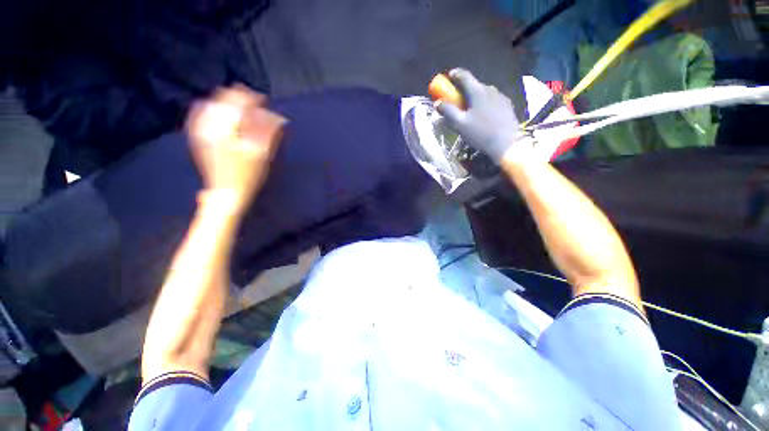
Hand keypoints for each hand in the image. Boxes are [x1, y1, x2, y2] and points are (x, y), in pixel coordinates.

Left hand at [186, 85, 286, 213]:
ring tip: (239, 103)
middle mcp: (210, 126)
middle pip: (223, 101)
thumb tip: (276, 117)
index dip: (251, 98)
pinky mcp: (199, 138)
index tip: (262, 97)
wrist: (226, 193)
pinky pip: (199, 116)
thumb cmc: (248, 176)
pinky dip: (210, 109)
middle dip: (238, 97)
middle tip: (253, 101)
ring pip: (211, 106)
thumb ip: (268, 133)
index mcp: (226, 130)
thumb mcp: (261, 154)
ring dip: (225, 101)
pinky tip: (215, 108)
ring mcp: (201, 132)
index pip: (238, 104)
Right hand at [436, 68, 531, 163]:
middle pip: (473, 85)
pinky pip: (491, 100)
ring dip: (474, 98)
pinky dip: (484, 104)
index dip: (454, 75)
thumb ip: (448, 111)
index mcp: (477, 91)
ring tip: (470, 112)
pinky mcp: (507, 105)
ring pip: (483, 93)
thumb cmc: (480, 133)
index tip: (449, 77)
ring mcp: (500, 96)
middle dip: (463, 90)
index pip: (463, 75)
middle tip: (457, 101)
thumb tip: (437, 103)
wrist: (507, 143)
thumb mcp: (460, 124)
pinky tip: (483, 117)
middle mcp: (489, 89)